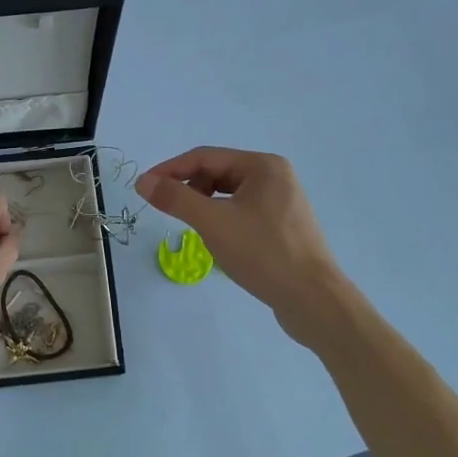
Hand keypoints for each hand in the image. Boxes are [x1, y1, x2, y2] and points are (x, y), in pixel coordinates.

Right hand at [138, 148, 357, 342]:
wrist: (313, 299)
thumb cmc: (263, 253)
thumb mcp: (213, 223)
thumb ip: (176, 198)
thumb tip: (144, 181)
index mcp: (263, 166)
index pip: (205, 157)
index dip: (170, 170)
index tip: (143, 187)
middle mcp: (275, 177)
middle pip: (218, 173)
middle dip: (189, 188)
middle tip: (167, 209)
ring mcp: (282, 202)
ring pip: (229, 195)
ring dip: (205, 205)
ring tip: (193, 227)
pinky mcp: (283, 226)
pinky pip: (243, 212)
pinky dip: (222, 219)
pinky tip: (218, 240)